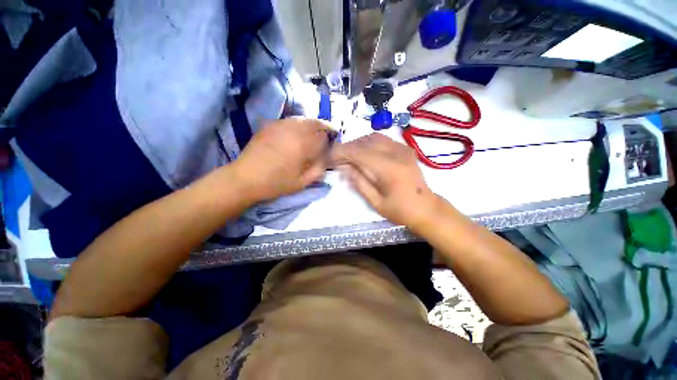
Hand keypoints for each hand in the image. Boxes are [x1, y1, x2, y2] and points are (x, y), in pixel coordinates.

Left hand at [231, 118, 332, 201]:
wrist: (246, 178)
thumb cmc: (276, 183)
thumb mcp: (302, 182)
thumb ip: (318, 169)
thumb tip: (327, 158)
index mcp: (303, 145)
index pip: (323, 135)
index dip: (330, 138)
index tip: (333, 142)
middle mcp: (293, 131)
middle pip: (315, 122)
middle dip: (324, 126)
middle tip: (329, 131)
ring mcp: (280, 125)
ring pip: (302, 119)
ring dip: (312, 123)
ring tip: (315, 131)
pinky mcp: (270, 125)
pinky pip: (290, 120)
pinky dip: (299, 123)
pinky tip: (298, 131)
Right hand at [331, 133, 438, 228]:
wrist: (426, 208)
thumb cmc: (400, 210)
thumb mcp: (376, 202)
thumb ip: (359, 182)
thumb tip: (344, 167)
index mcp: (389, 169)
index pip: (359, 152)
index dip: (342, 152)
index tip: (330, 156)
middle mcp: (396, 153)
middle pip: (365, 141)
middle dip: (348, 147)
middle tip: (338, 157)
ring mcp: (403, 149)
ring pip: (374, 137)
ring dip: (358, 144)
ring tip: (349, 155)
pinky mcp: (405, 149)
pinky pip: (383, 139)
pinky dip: (369, 143)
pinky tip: (365, 153)